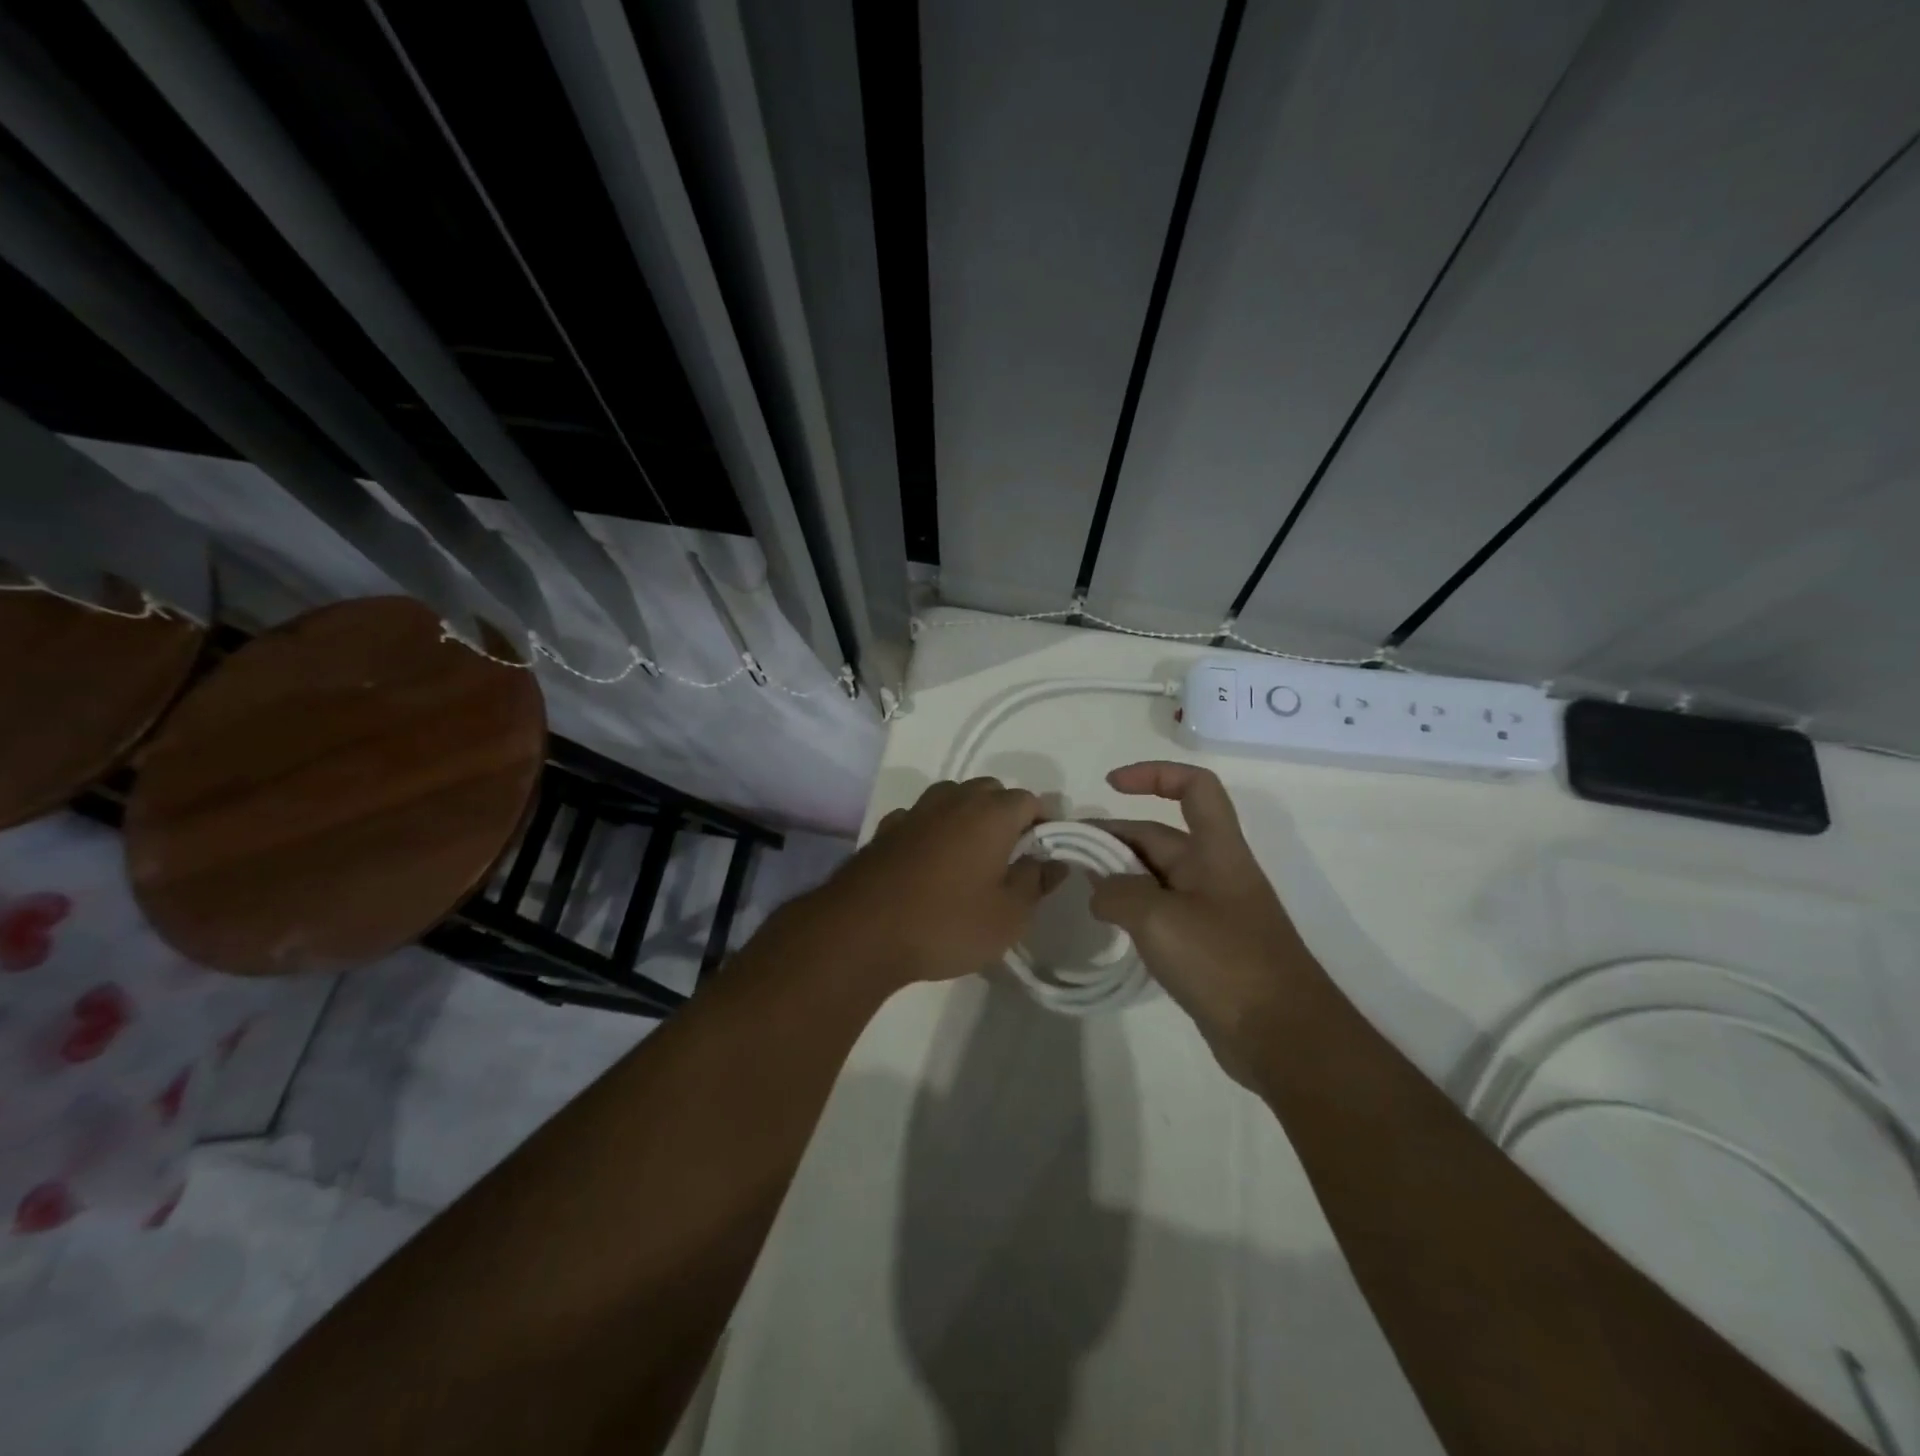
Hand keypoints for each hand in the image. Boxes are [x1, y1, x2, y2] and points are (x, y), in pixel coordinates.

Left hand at [798, 777, 1064, 991]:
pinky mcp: (886, 828)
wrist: (861, 931)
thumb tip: (1052, 861)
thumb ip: (1036, 882)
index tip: (1043, 856)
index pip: (1030, 801)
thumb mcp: (1008, 916)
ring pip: (953, 799)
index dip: (1043, 825)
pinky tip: (929, 863)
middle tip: (1009, 858)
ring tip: (970, 859)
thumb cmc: (946, 923)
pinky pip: (921, 818)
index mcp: (991, 813)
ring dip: (967, 818)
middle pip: (990, 792)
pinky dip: (933, 831)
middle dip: (1006, 816)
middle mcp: (954, 799)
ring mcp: (916, 811)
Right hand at [1089, 762, 1312, 1084]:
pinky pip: (1162, 913)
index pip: (1194, 787)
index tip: (1110, 785)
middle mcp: (1214, 872)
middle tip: (1068, 853)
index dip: (1154, 774)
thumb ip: (1118, 894)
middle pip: (1161, 836)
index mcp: (1216, 851)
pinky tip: (1110, 926)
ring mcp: (1211, 911)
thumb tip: (1100, 891)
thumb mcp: (1159, 919)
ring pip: (1158, 877)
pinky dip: (1133, 910)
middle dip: (1115, 837)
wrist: (1284, 1038)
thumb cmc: (1225, 963)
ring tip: (1081, 889)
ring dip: (1120, 875)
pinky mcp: (1206, 947)